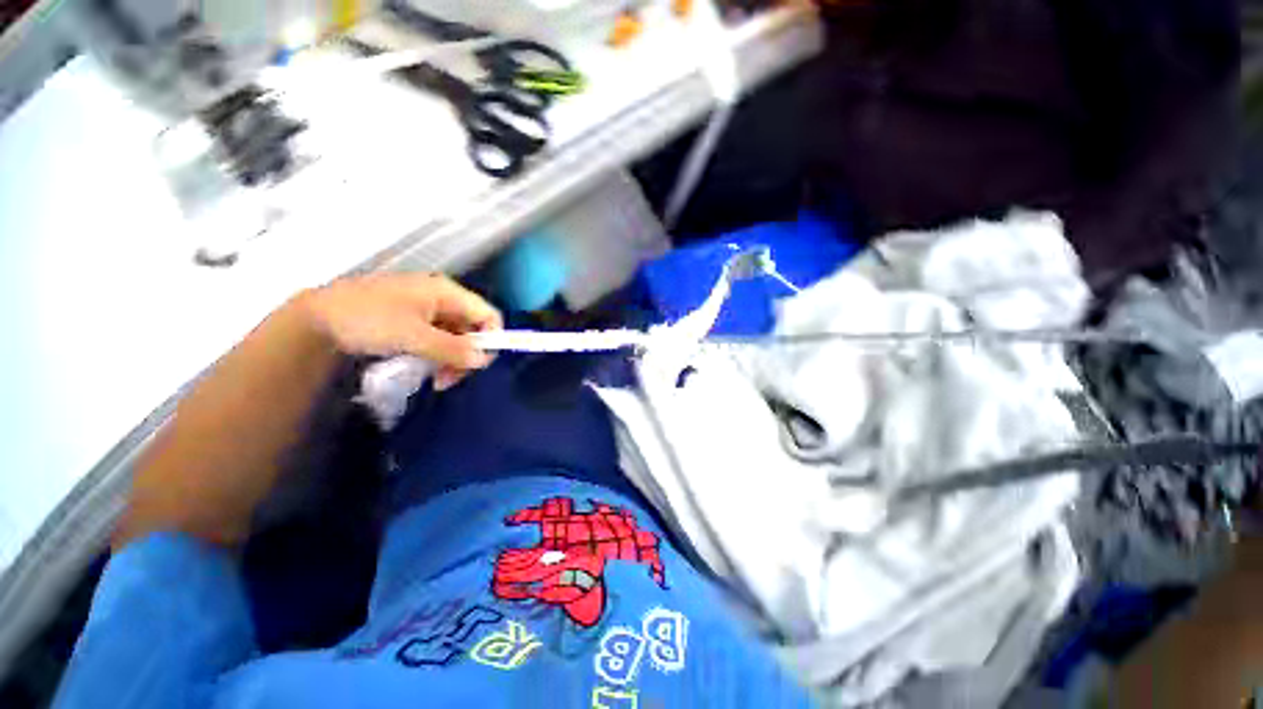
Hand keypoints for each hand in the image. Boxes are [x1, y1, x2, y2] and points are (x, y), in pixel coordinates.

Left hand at [298, 273, 502, 381]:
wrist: (316, 319)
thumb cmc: (368, 320)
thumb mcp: (414, 336)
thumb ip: (453, 349)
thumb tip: (483, 360)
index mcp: (446, 292)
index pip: (488, 314)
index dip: (492, 338)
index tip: (478, 364)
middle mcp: (442, 298)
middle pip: (474, 328)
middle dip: (468, 354)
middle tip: (450, 378)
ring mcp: (428, 309)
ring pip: (458, 336)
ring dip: (453, 359)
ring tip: (437, 379)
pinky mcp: (414, 320)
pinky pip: (440, 339)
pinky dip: (439, 355)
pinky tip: (426, 367)